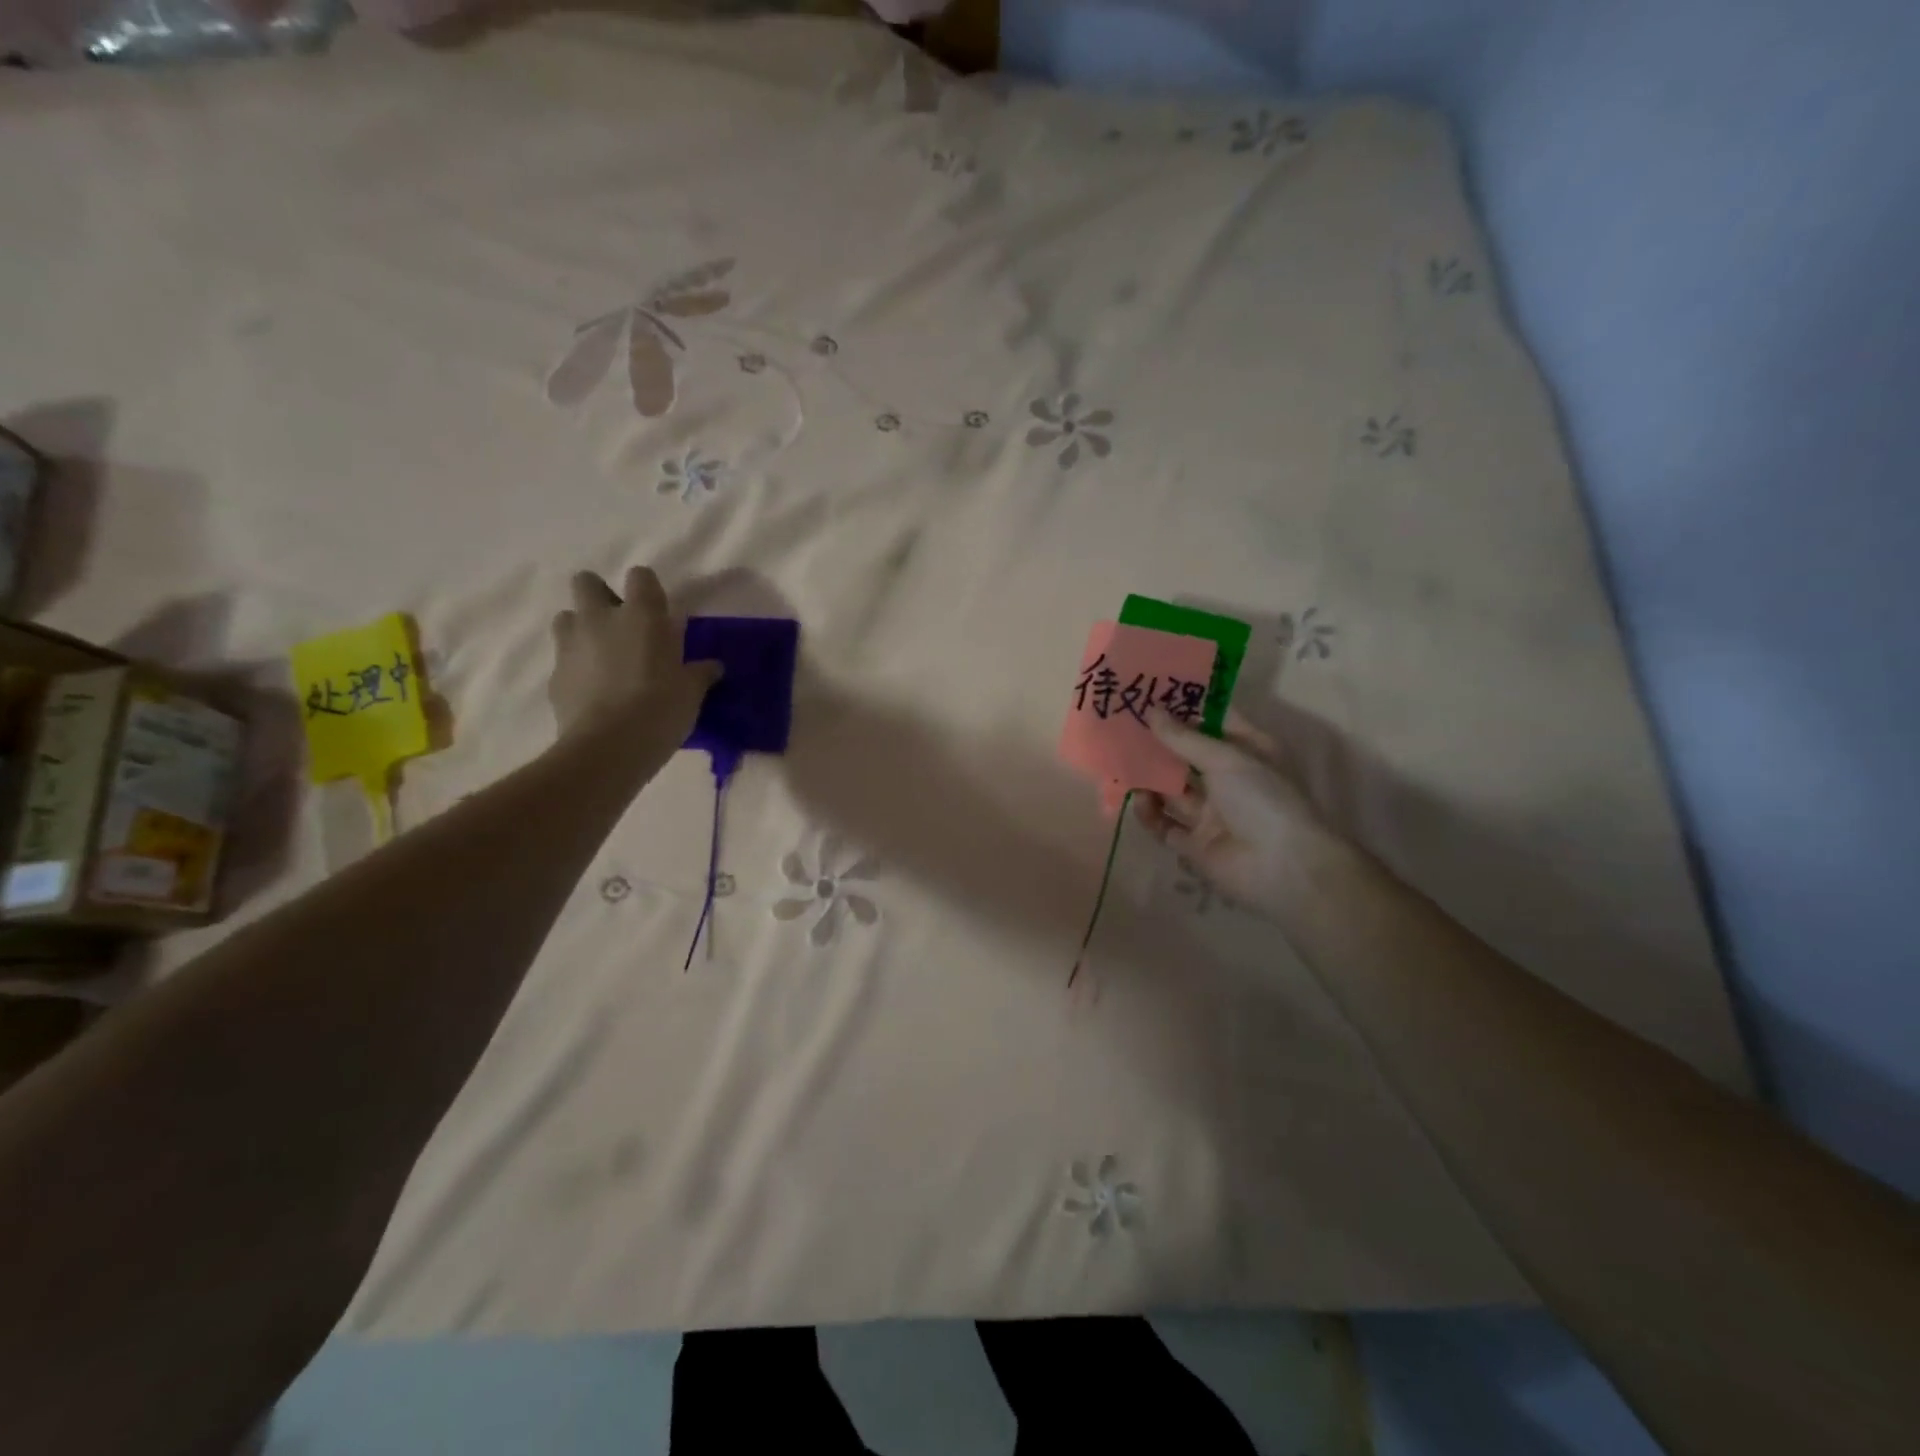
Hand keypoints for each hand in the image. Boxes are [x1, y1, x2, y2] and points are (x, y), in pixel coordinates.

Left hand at [548, 566, 720, 747]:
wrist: (608, 747)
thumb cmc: (660, 708)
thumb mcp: (691, 692)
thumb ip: (700, 673)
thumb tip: (713, 667)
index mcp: (641, 615)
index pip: (640, 576)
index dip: (647, 590)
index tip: (657, 611)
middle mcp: (601, 619)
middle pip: (587, 583)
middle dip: (600, 596)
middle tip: (621, 625)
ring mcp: (571, 646)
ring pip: (567, 618)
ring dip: (582, 629)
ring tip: (603, 657)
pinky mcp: (555, 676)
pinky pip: (564, 660)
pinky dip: (576, 668)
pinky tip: (594, 692)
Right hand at [1134, 710, 1345, 921]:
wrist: (1282, 869)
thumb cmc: (1263, 800)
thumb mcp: (1226, 759)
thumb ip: (1184, 738)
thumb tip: (1151, 711)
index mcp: (1249, 753)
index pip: (1215, 723)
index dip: (1187, 708)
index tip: (1154, 692)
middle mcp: (1230, 781)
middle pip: (1188, 757)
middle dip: (1160, 744)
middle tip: (1126, 725)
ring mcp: (1211, 814)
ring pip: (1172, 790)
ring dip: (1150, 778)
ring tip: (1122, 761)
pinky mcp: (1194, 844)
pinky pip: (1165, 825)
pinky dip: (1150, 813)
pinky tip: (1138, 800)